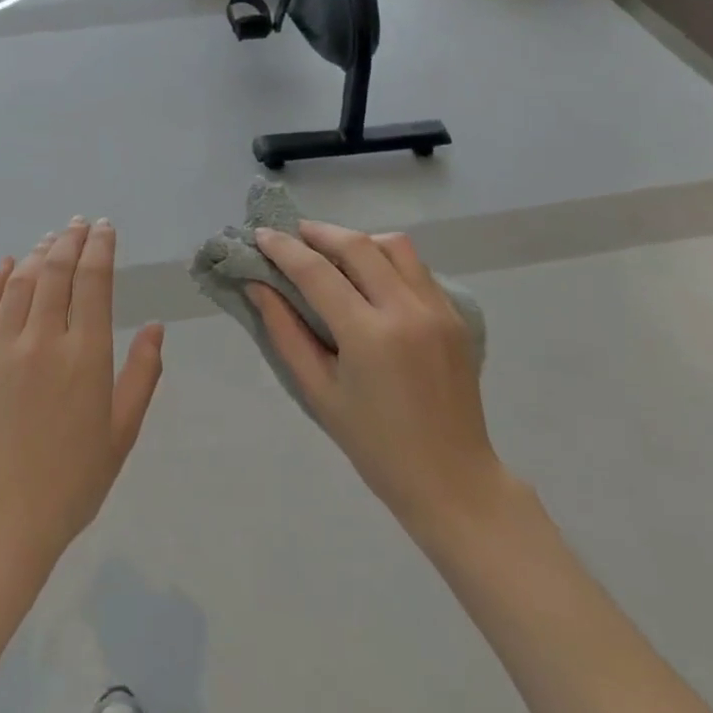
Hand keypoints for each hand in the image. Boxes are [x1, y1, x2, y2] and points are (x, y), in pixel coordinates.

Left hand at [0, 218, 164, 579]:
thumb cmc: (71, 483)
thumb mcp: (122, 434)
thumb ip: (142, 375)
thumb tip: (157, 328)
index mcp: (86, 356)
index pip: (94, 281)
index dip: (100, 248)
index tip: (105, 228)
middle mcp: (43, 340)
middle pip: (57, 271)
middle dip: (71, 240)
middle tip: (80, 224)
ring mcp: (1, 348)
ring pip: (21, 282)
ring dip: (38, 253)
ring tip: (51, 239)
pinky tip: (6, 264)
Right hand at [252, 221, 506, 536]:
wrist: (452, 479)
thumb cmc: (374, 445)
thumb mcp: (318, 392)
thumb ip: (285, 333)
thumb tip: (257, 286)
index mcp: (369, 335)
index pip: (317, 273)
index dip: (284, 248)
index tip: (260, 234)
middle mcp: (407, 310)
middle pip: (358, 245)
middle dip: (319, 232)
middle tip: (292, 233)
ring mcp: (437, 309)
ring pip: (394, 246)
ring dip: (358, 240)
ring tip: (331, 252)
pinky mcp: (455, 315)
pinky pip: (417, 268)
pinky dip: (387, 259)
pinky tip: (369, 277)